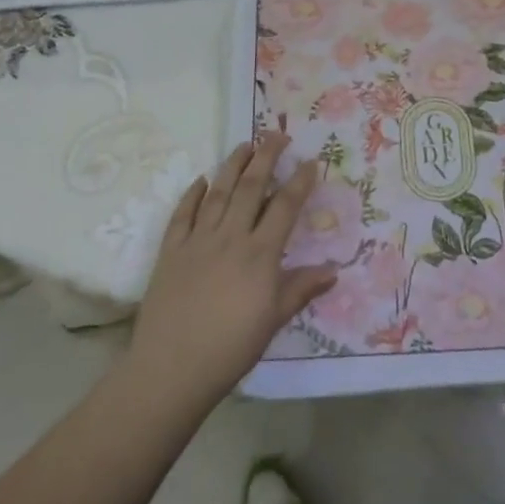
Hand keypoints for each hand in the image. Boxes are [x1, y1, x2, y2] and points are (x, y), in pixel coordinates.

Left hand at [126, 135, 337, 408]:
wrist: (171, 368)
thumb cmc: (230, 348)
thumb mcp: (273, 320)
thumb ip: (301, 289)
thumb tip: (334, 270)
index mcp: (259, 254)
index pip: (284, 207)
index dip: (299, 182)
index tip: (310, 161)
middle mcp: (230, 237)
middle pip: (251, 187)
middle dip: (266, 157)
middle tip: (277, 134)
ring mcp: (197, 240)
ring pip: (218, 192)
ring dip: (233, 165)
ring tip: (245, 145)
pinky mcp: (170, 250)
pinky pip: (183, 213)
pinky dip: (193, 193)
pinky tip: (201, 180)